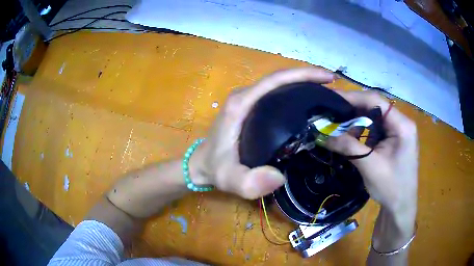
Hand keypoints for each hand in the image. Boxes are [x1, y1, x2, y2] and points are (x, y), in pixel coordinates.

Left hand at [190, 68, 335, 198]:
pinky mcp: (253, 107)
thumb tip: (279, 177)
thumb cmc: (215, 167)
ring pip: (283, 86)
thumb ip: (248, 182)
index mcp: (242, 103)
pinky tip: (313, 107)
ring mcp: (250, 100)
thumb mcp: (229, 179)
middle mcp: (247, 96)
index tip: (329, 79)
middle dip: (312, 80)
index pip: (276, 80)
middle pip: (283, 79)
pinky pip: (279, 95)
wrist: (202, 164)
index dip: (304, 75)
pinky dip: (299, 95)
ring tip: (331, 97)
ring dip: (307, 86)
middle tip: (337, 92)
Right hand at [325, 90, 417, 219]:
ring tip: (336, 125)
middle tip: (330, 112)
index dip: (353, 97)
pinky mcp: (391, 139)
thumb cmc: (392, 188)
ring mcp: (396, 131)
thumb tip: (323, 134)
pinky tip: (349, 137)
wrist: (400, 206)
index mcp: (402, 125)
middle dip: (352, 109)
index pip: (376, 100)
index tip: (332, 99)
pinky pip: (374, 129)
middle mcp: (400, 122)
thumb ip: (349, 147)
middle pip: (374, 107)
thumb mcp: (370, 167)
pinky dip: (360, 131)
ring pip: (373, 117)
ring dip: (355, 121)